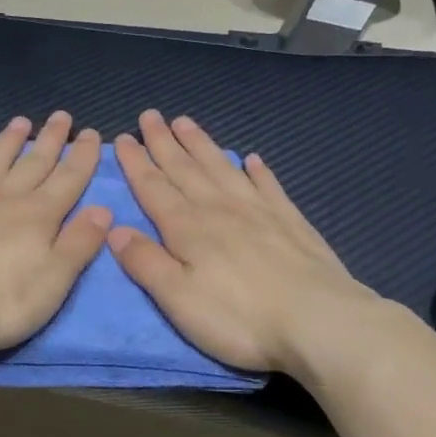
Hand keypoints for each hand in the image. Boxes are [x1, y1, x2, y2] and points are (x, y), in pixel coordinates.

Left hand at [0, 112, 109, 355]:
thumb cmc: (0, 301)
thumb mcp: (54, 280)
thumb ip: (79, 243)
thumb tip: (103, 209)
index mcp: (37, 216)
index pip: (68, 179)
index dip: (82, 156)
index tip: (91, 132)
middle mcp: (3, 201)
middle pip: (32, 164)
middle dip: (49, 140)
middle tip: (60, 115)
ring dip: (6, 145)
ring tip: (18, 123)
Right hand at [108, 111, 375, 374]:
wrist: (320, 321)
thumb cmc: (240, 318)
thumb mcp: (179, 299)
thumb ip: (146, 263)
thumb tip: (115, 230)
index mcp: (188, 228)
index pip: (153, 187)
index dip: (135, 163)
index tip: (121, 138)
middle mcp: (219, 209)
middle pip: (185, 168)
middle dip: (163, 142)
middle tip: (150, 115)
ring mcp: (258, 211)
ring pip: (222, 168)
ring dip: (201, 145)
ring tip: (186, 123)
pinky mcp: (290, 221)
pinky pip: (268, 185)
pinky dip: (257, 170)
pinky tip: (252, 159)